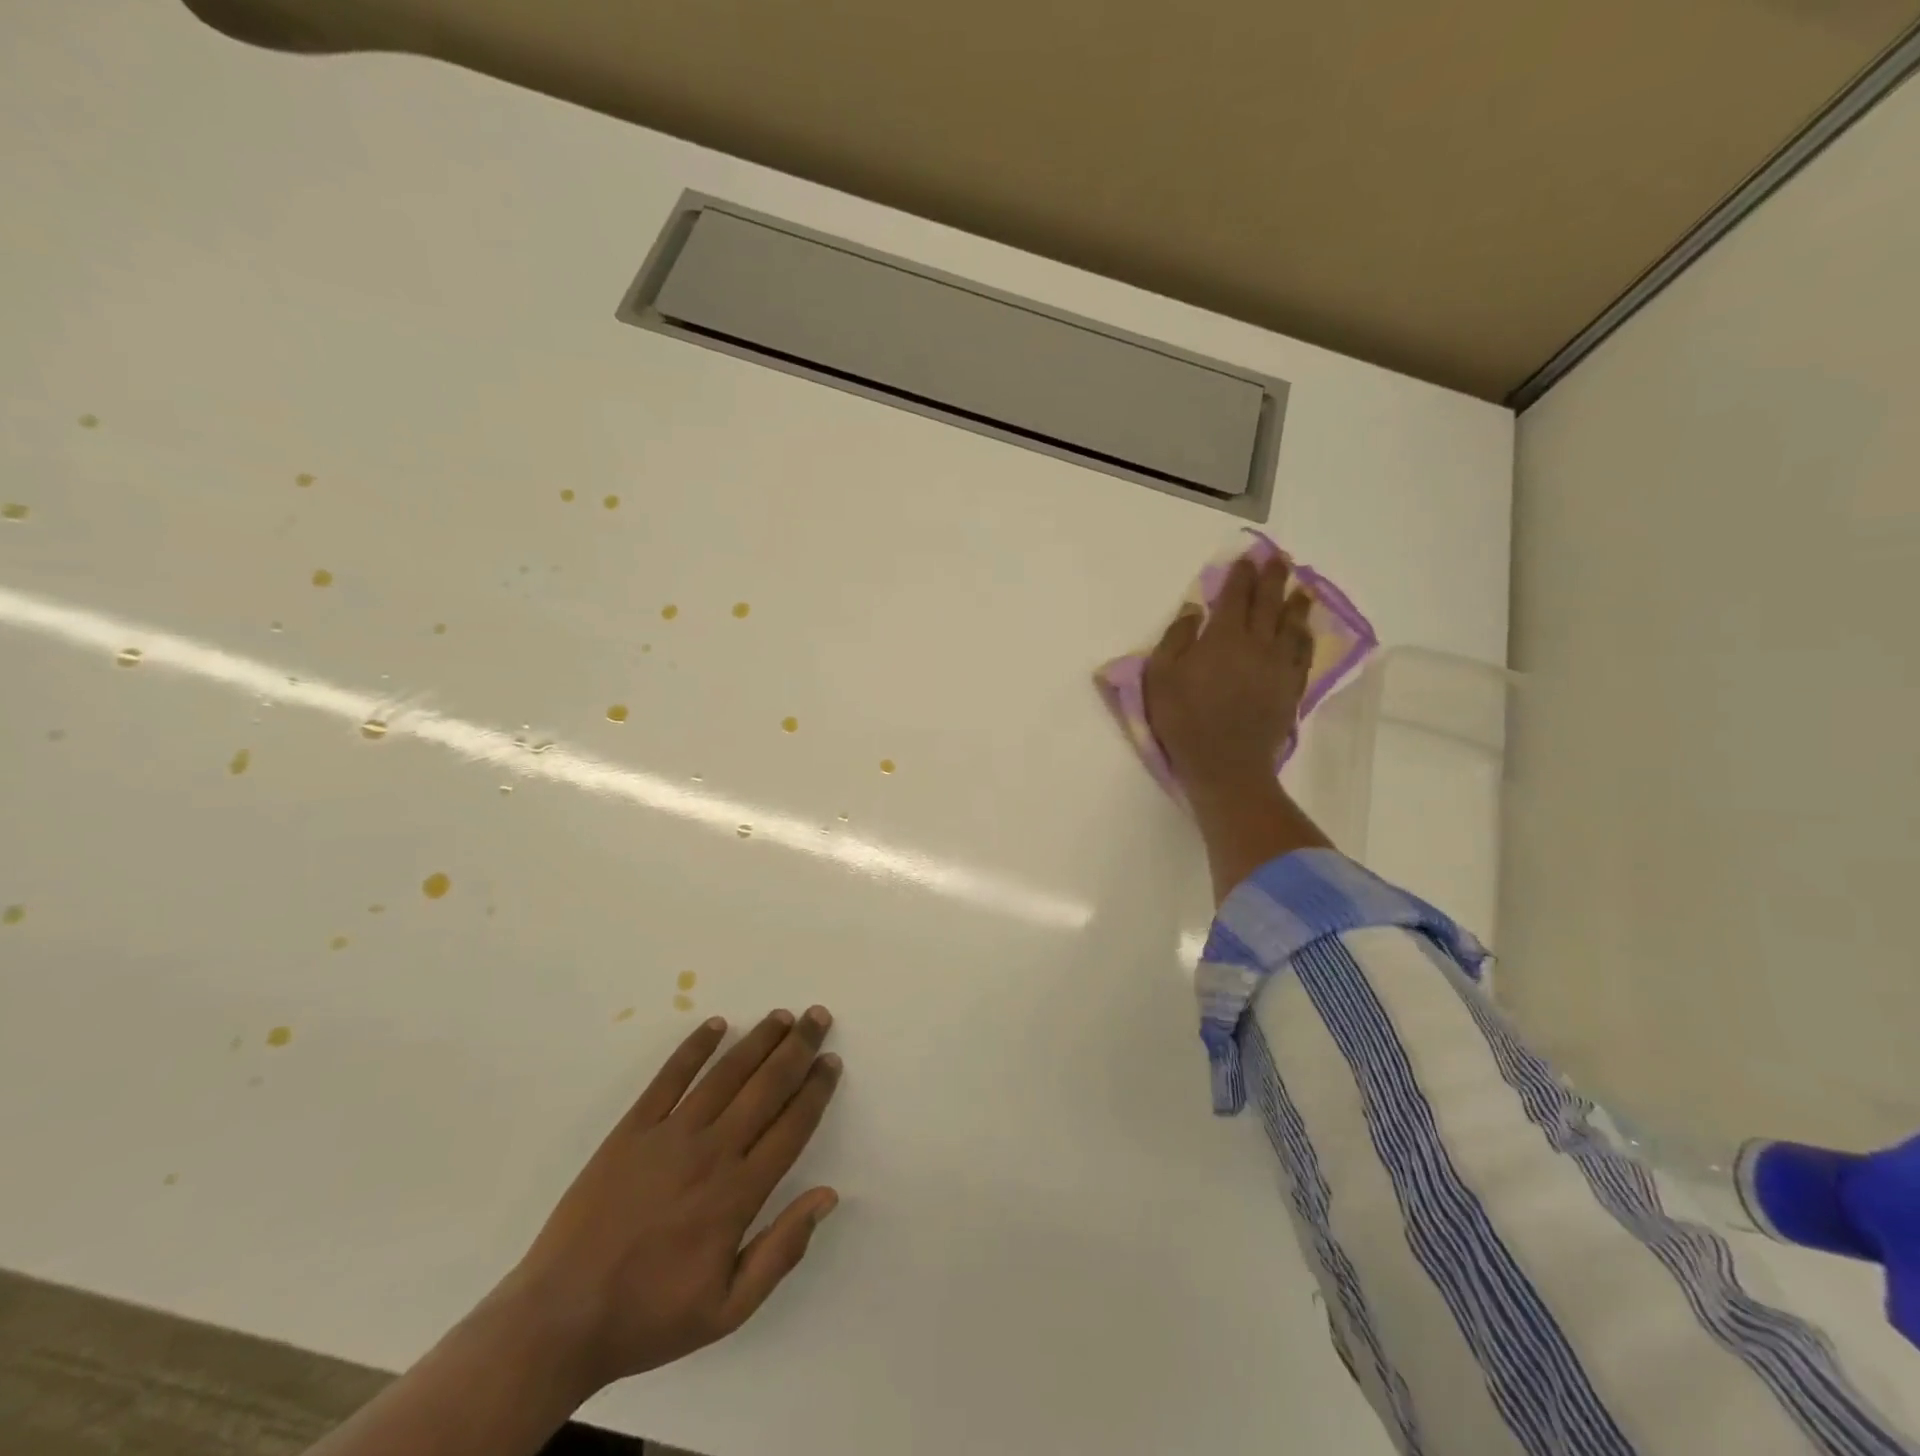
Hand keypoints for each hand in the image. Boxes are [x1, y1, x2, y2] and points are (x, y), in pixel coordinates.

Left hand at [499, 1009, 842, 1398]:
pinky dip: (694, 1048)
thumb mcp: (728, 1310)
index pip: (791, 1126)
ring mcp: (669, 1136)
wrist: (559, 1320)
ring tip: (781, 1016)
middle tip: (818, 1016)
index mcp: (738, 1194)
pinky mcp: (632, 1129)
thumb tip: (828, 1196)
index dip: (815, 1090)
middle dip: (798, 1048)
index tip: (831, 1061)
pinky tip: (715, 1025)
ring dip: (758, 1040)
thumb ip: (782, 1251)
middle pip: (766, 1087)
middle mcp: (711, 1152)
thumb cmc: (650, 1316)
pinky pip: (669, 1077)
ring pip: (725, 1074)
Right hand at [1144, 553, 1312, 799]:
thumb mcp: (1161, 677)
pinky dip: (1305, 636)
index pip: (1235, 596)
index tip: (1248, 558)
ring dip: (1296, 603)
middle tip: (1279, 560)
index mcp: (1223, 637)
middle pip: (1268, 603)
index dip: (1241, 575)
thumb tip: (1193, 610)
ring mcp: (1278, 666)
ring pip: (1292, 625)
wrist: (1226, 764)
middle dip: (1273, 578)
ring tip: (1301, 588)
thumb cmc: (1184, 720)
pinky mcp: (1290, 688)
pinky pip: (1303, 653)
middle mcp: (1257, 643)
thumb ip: (1176, 639)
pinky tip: (1306, 630)